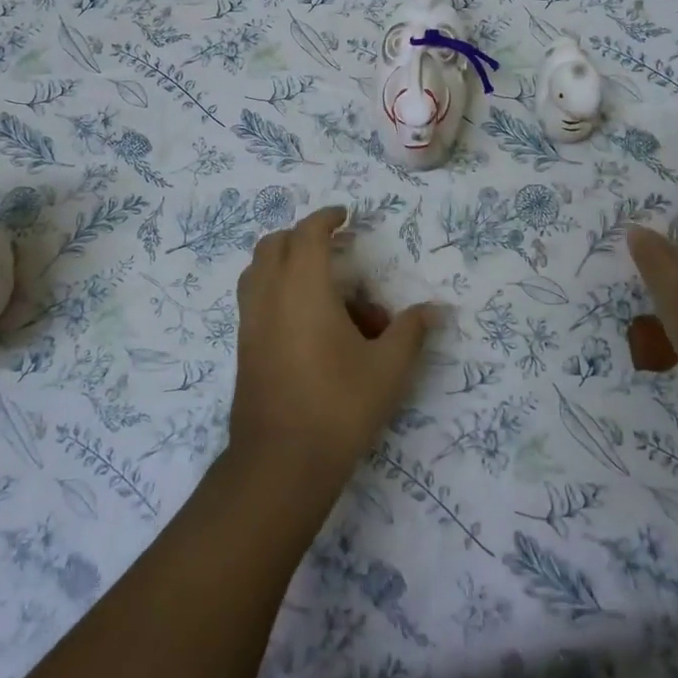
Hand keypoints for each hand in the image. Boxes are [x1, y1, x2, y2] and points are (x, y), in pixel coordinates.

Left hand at [230, 207, 437, 485]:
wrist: (281, 462)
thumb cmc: (339, 405)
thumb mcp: (388, 368)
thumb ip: (410, 332)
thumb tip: (434, 310)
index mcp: (303, 287)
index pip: (307, 233)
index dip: (326, 218)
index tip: (345, 216)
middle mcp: (269, 295)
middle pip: (274, 244)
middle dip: (302, 236)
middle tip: (334, 247)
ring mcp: (250, 321)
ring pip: (258, 270)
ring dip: (284, 261)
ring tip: (319, 281)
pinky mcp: (243, 346)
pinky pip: (255, 298)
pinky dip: (275, 288)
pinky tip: (306, 319)